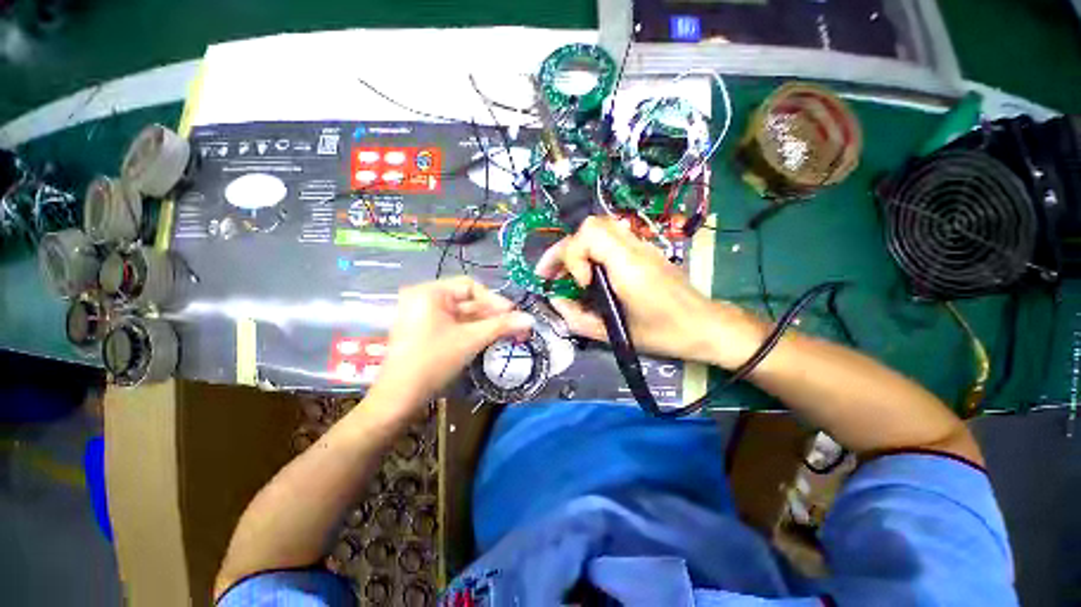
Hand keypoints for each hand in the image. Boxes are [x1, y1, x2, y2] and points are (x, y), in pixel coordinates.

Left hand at [371, 277, 533, 420]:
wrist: (399, 399)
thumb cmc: (434, 362)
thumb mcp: (471, 340)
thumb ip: (501, 326)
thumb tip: (531, 319)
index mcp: (429, 292)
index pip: (469, 286)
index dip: (494, 299)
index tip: (513, 313)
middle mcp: (424, 298)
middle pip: (467, 300)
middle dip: (492, 314)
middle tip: (515, 325)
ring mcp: (423, 314)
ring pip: (462, 313)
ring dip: (485, 323)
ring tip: (507, 333)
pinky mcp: (425, 329)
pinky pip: (454, 323)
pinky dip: (471, 330)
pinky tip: (489, 337)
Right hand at [536, 217, 763, 367]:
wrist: (705, 325)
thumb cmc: (664, 334)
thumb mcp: (615, 334)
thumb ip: (578, 319)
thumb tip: (556, 301)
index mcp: (629, 265)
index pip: (589, 234)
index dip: (573, 256)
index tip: (580, 284)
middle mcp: (635, 248)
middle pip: (591, 225)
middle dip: (566, 248)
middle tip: (553, 274)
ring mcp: (642, 246)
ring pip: (600, 228)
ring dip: (579, 248)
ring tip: (569, 273)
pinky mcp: (645, 251)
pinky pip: (611, 239)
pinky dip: (593, 250)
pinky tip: (591, 273)